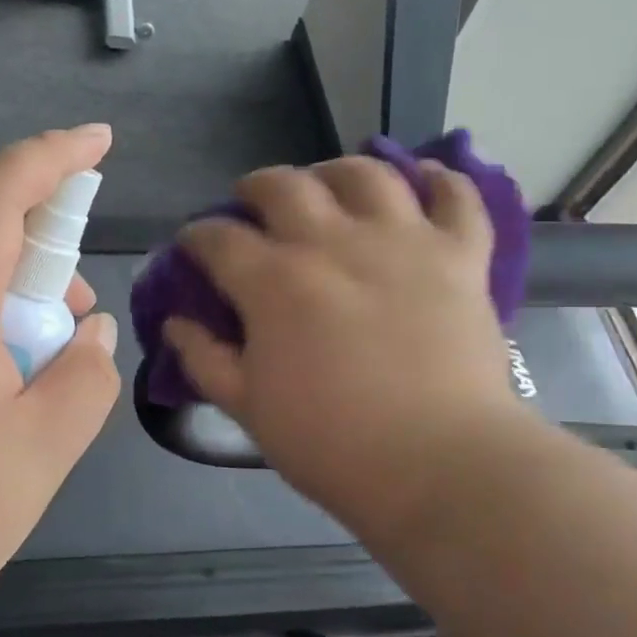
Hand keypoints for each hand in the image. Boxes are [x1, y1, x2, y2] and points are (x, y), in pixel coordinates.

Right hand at [165, 157, 522, 535]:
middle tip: (253, 204)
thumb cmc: (332, 445)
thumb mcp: (248, 409)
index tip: (195, 246)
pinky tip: (424, 180)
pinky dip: (441, 179)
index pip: (218, 237)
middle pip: (284, 185)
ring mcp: (403, 241)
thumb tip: (175, 322)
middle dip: (256, 187)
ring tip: (330, 185)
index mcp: (274, 281)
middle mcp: (333, 242)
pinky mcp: (460, 255)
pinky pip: (456, 196)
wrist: (439, 465)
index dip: (197, 237)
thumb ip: (205, 360)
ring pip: (365, 173)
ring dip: (336, 171)